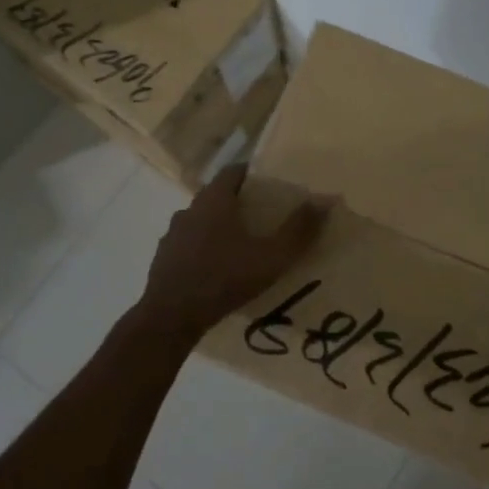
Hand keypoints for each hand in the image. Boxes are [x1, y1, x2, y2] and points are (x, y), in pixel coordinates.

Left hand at [138, 164, 328, 338]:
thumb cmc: (224, 279)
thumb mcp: (271, 257)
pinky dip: (203, 249)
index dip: (253, 174)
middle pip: (217, 195)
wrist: (170, 317)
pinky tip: (217, 269)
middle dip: (239, 202)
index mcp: (214, 200)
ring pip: (201, 220)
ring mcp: (172, 234)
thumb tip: (325, 200)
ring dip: (219, 227)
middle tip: (263, 217)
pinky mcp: (163, 258)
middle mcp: (190, 209)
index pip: (233, 171)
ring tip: (242, 245)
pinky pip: (188, 244)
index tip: (271, 185)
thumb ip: (298, 230)